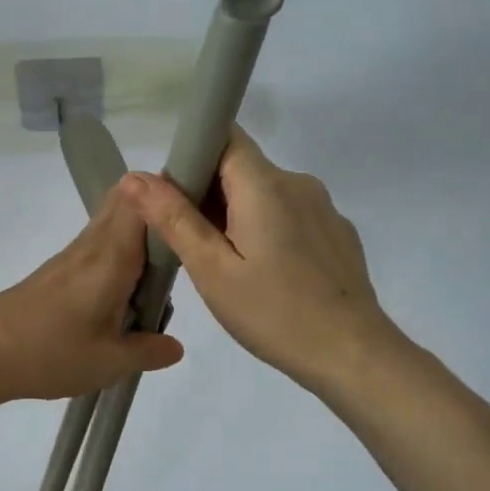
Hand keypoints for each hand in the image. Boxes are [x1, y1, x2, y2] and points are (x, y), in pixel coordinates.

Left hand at [0, 185, 185, 403]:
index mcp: (112, 257)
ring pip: (110, 223)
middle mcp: (92, 246)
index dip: (168, 196)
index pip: (141, 201)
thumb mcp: (110, 362)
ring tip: (161, 268)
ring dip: (137, 233)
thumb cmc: (52, 352)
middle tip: (184, 238)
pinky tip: (124, 288)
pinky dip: (117, 251)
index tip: (194, 211)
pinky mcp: (55, 270)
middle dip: (156, 209)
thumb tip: (175, 346)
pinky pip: (96, 245)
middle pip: (125, 203)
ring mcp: (70, 256)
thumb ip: (148, 351)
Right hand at [118, 128, 401, 391]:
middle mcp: (298, 182)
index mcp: (265, 184)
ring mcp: (323, 208)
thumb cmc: (275, 313)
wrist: (353, 355)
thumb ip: (174, 218)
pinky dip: (268, 231)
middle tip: (191, 244)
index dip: (193, 154)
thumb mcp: (212, 270)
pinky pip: (290, 215)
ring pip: (265, 194)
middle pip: (242, 167)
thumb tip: (135, 177)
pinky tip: (267, 276)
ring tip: (228, 266)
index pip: (224, 136)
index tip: (174, 195)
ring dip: (238, 216)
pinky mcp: (337, 232)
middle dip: (210, 194)